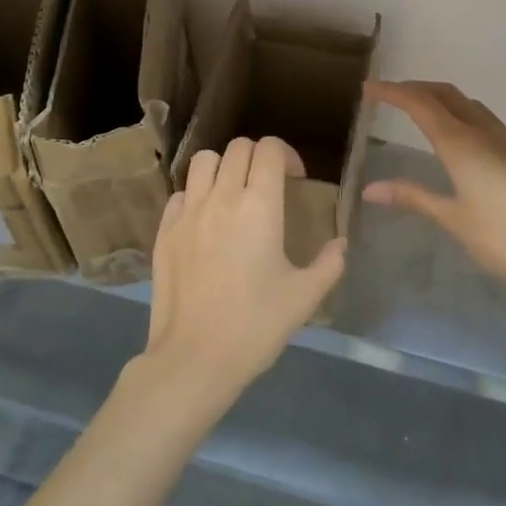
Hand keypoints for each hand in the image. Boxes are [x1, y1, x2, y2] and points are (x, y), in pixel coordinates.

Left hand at [142, 136, 346, 401]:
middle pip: (238, 147)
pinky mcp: (164, 230)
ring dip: (224, 167)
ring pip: (204, 161)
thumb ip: (329, 263)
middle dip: (258, 157)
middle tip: (268, 185)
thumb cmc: (256, 325)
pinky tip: (205, 221)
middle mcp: (222, 198)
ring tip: (233, 193)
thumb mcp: (305, 297)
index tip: (295, 179)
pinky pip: (180, 193)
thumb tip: (341, 243)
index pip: (269, 149)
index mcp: (260, 206)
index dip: (286, 155)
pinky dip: (196, 194)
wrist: (195, 357)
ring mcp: (188, 212)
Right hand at [363, 81, 505, 296]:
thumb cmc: (505, 239)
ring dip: (444, 100)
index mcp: (462, 145)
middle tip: (392, 96)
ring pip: (472, 106)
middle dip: (418, 89)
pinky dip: (465, 117)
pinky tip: (464, 143)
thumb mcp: (454, 219)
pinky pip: (488, 122)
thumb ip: (413, 198)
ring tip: (424, 113)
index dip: (393, 93)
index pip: (421, 105)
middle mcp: (486, 133)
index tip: (370, 88)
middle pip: (448, 95)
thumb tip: (370, 189)